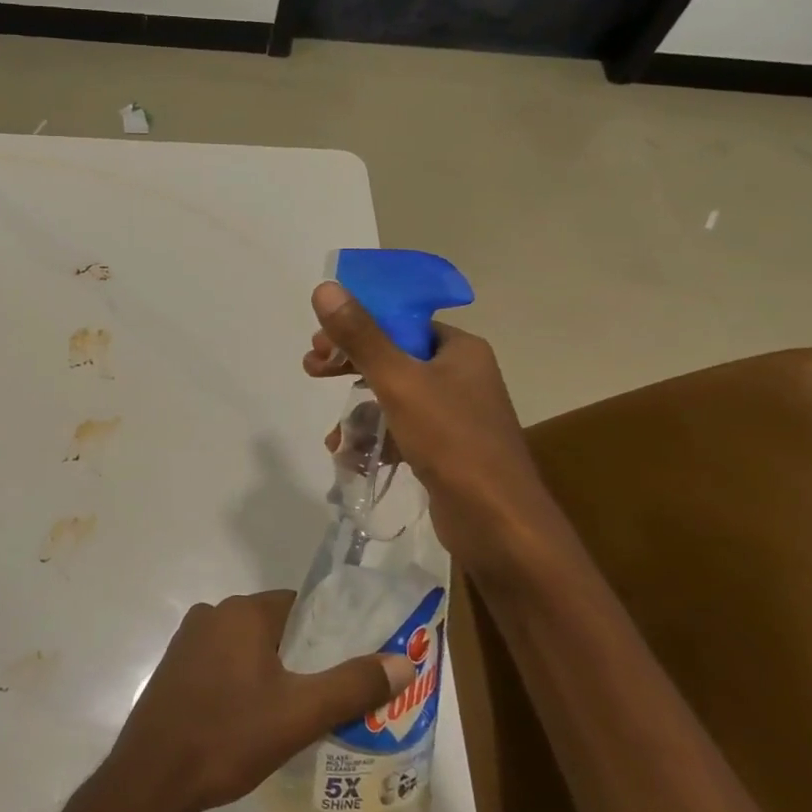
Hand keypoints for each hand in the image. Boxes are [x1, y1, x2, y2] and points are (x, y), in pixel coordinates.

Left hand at [103, 590, 411, 811]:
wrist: (153, 774)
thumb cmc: (229, 735)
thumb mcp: (300, 714)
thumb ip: (353, 685)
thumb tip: (403, 661)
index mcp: (242, 612)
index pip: (299, 605)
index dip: (328, 631)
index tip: (351, 664)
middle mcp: (213, 614)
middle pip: (273, 626)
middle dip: (303, 655)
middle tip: (332, 696)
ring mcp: (188, 640)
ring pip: (247, 647)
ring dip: (272, 671)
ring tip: (298, 713)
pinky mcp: (175, 667)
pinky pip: (222, 664)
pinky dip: (243, 682)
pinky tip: (254, 720)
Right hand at [304, 281, 572, 578]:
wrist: (498, 524)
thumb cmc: (451, 441)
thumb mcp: (398, 382)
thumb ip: (361, 336)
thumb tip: (324, 287)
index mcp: (459, 349)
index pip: (400, 321)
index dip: (357, 326)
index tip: (319, 342)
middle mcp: (461, 375)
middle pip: (392, 357)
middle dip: (349, 366)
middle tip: (312, 370)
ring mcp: (455, 414)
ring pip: (392, 397)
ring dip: (357, 411)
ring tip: (333, 435)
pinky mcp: (446, 449)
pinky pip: (401, 429)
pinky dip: (375, 438)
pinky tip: (350, 457)